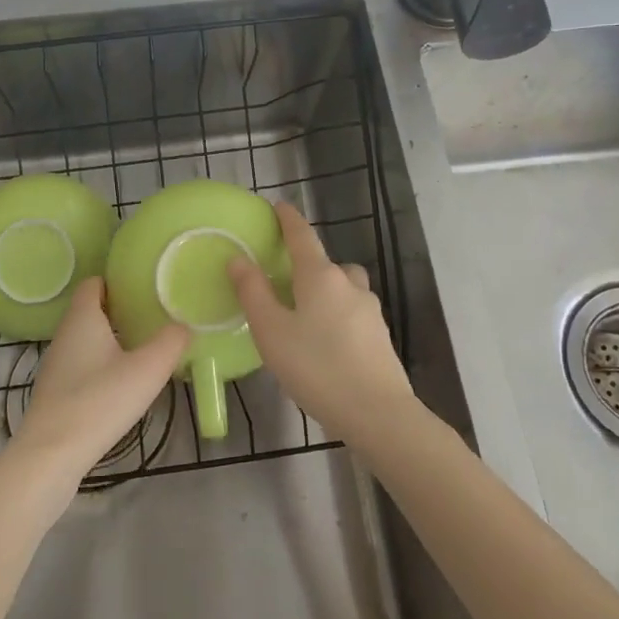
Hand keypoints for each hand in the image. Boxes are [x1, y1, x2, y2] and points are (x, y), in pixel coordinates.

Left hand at [14, 278, 188, 482]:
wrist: (52, 454)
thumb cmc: (100, 401)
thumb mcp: (147, 370)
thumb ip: (170, 342)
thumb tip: (183, 326)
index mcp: (82, 318)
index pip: (93, 283)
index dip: (116, 281)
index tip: (143, 288)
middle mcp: (64, 335)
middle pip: (91, 311)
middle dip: (119, 311)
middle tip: (152, 318)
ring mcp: (56, 365)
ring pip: (86, 340)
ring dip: (111, 341)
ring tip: (143, 350)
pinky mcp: (55, 392)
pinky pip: (82, 366)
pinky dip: (101, 366)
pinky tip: (121, 385)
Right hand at [229, 202, 418, 450]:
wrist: (377, 412)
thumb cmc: (316, 367)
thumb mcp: (271, 331)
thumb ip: (253, 293)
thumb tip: (238, 259)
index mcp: (320, 276)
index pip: (302, 236)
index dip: (288, 219)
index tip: (278, 206)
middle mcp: (349, 285)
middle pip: (325, 263)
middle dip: (306, 265)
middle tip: (282, 283)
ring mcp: (369, 310)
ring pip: (343, 288)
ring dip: (325, 292)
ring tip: (304, 317)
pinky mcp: (380, 336)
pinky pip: (352, 313)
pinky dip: (337, 316)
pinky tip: (324, 344)